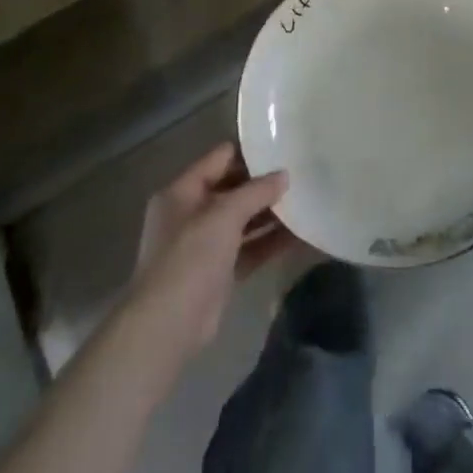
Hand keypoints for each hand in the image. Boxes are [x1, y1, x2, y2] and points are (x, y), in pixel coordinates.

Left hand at [126, 143, 297, 359]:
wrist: (167, 325)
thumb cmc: (190, 257)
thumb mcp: (223, 215)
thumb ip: (255, 192)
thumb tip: (284, 175)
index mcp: (182, 191)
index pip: (220, 158)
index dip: (250, 152)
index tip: (282, 147)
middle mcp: (191, 213)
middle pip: (232, 189)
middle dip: (263, 184)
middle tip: (300, 174)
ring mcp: (204, 244)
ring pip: (242, 220)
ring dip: (270, 213)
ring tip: (305, 200)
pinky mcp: (218, 271)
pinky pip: (248, 248)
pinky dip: (269, 242)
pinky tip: (299, 235)